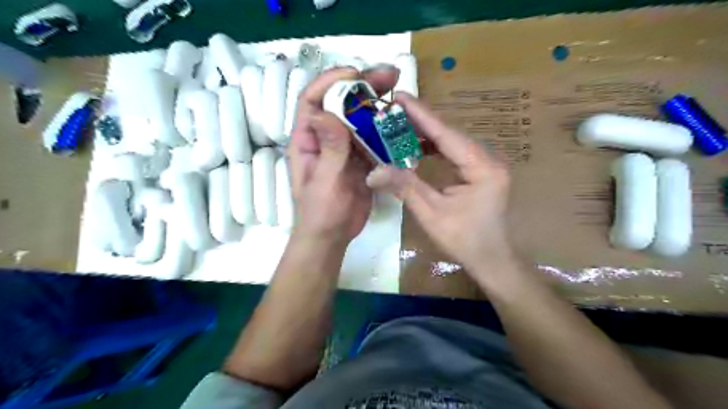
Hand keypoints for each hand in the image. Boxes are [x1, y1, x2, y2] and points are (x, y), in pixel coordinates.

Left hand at [287, 66, 396, 242]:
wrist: (332, 236)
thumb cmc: (320, 212)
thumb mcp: (324, 181)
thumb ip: (329, 149)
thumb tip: (326, 112)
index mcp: (307, 139)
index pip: (312, 100)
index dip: (330, 81)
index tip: (356, 74)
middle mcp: (325, 138)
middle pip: (341, 104)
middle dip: (362, 87)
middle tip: (390, 75)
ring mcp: (345, 148)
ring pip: (360, 119)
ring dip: (378, 105)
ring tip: (400, 92)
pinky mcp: (361, 160)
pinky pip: (373, 139)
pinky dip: (387, 130)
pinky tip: (402, 123)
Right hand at [368, 90, 514, 279]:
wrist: (491, 260)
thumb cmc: (464, 241)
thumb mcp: (431, 214)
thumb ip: (405, 187)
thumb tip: (373, 172)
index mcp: (482, 167)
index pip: (446, 134)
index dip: (421, 115)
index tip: (400, 96)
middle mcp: (488, 159)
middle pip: (450, 134)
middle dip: (420, 122)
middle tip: (392, 110)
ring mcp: (487, 164)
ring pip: (452, 142)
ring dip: (426, 134)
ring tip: (399, 125)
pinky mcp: (481, 171)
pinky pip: (455, 153)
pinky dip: (434, 148)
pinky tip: (417, 147)